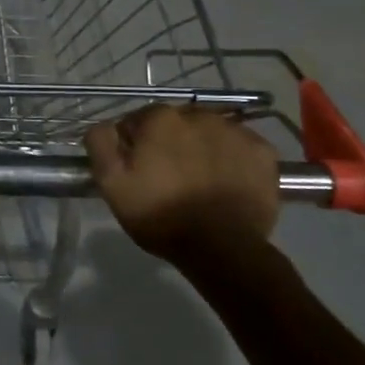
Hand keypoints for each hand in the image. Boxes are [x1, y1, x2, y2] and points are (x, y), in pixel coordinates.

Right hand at [86, 106, 279, 270]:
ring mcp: (236, 131)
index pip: (138, 121)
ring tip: (199, 180)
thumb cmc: (160, 215)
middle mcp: (199, 115)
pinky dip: (232, 158)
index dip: (134, 145)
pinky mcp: (263, 152)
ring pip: (209, 132)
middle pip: (176, 123)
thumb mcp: (111, 183)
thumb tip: (107, 125)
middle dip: (169, 142)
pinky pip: (240, 146)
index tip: (137, 169)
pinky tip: (226, 181)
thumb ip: (100, 143)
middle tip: (169, 176)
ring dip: (201, 147)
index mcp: (160, 118)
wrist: (222, 250)